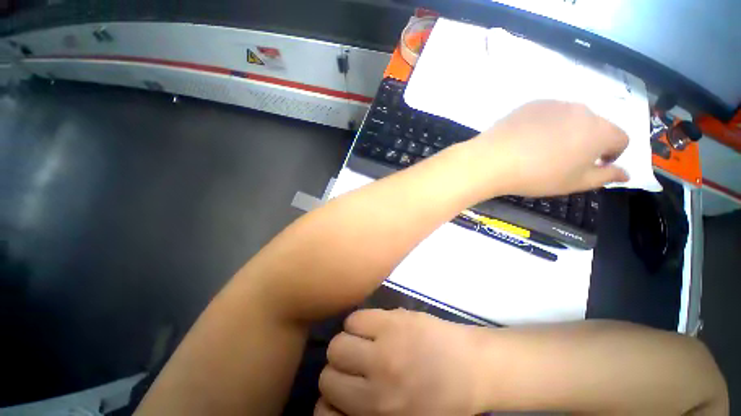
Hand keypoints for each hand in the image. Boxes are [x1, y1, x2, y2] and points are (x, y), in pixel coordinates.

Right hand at [315, 309, 479, 415]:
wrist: (473, 367)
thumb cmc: (441, 401)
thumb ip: (365, 414)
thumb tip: (335, 401)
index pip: (323, 411)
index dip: (328, 401)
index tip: (341, 392)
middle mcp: (377, 385)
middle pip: (328, 373)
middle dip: (338, 370)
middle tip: (356, 365)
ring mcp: (385, 348)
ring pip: (338, 342)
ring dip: (347, 344)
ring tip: (365, 344)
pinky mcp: (392, 320)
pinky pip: (355, 318)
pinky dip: (357, 324)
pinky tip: (373, 328)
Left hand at [463, 100, 628, 196]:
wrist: (494, 159)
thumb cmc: (537, 175)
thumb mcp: (575, 183)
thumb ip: (605, 176)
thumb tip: (626, 173)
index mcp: (600, 130)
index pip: (621, 139)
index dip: (612, 154)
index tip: (594, 166)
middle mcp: (582, 110)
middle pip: (595, 126)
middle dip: (587, 142)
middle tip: (563, 160)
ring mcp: (555, 103)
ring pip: (570, 118)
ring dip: (566, 132)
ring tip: (541, 150)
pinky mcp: (531, 103)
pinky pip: (547, 114)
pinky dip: (544, 125)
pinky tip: (526, 139)